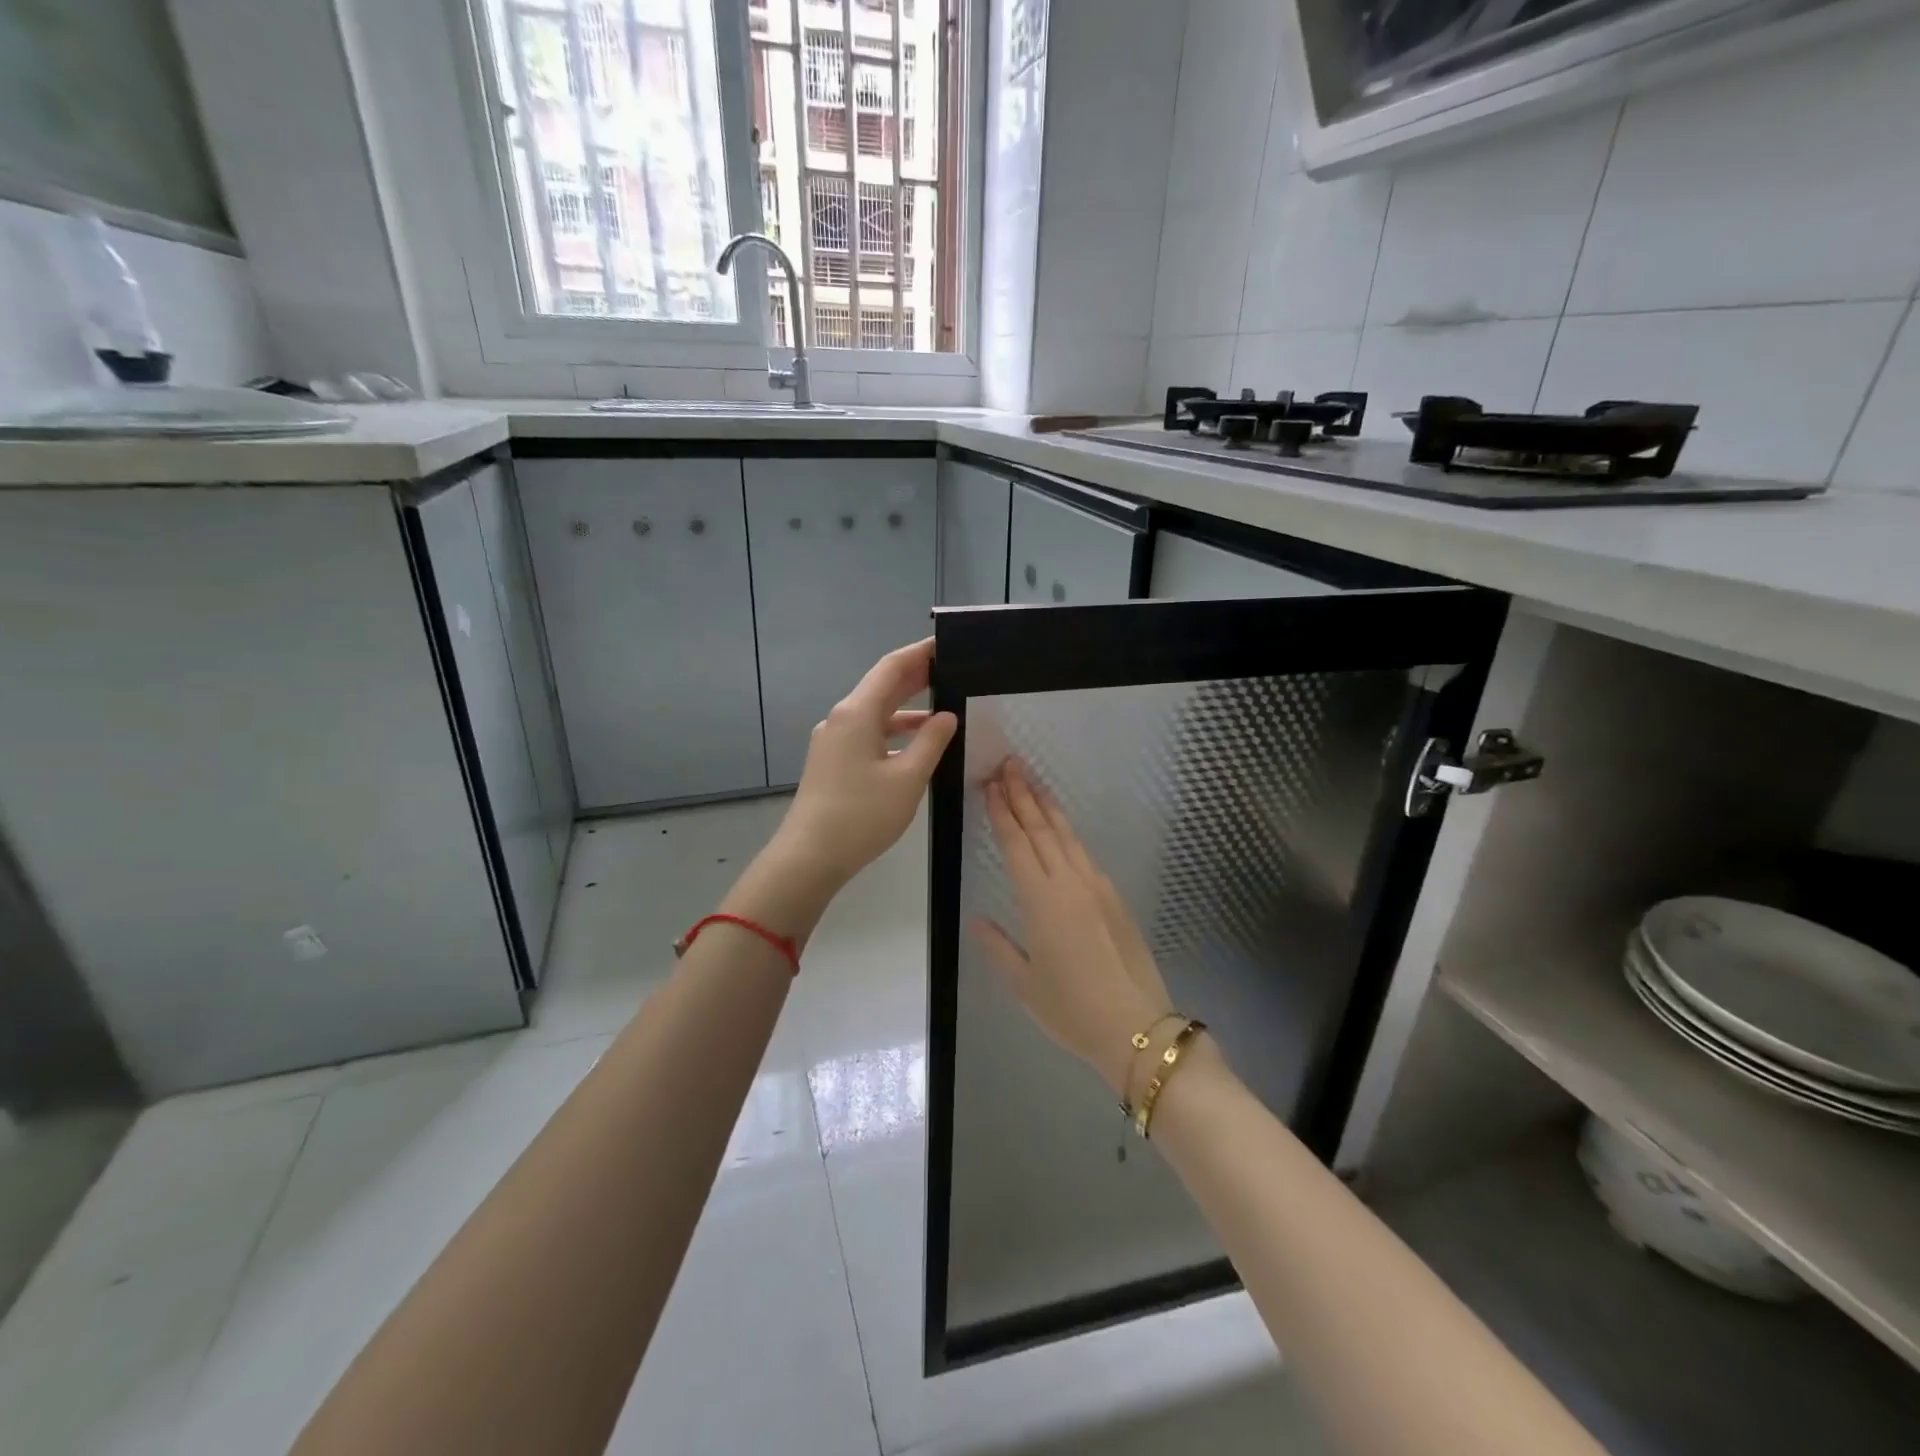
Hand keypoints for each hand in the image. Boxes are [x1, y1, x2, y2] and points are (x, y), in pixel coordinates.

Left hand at [771, 638, 956, 894]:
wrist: (809, 856)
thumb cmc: (861, 815)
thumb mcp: (907, 779)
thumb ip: (931, 743)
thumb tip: (947, 717)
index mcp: (857, 713)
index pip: (892, 667)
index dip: (920, 653)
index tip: (947, 644)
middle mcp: (841, 718)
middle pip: (882, 686)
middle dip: (916, 676)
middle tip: (952, 669)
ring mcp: (833, 740)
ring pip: (875, 712)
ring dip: (907, 707)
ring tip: (944, 706)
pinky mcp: (832, 760)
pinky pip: (868, 733)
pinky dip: (894, 731)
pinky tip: (916, 744)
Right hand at [971, 759, 1174, 1096]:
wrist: (1136, 1027)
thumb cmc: (1071, 1009)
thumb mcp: (1024, 984)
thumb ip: (999, 948)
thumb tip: (978, 921)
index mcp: (1041, 900)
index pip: (1017, 844)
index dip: (1003, 812)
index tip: (992, 785)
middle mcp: (1069, 883)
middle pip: (1042, 829)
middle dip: (1024, 795)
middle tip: (1010, 764)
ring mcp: (1096, 887)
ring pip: (1067, 836)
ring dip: (1048, 807)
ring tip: (1033, 782)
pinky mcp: (1114, 898)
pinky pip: (1084, 854)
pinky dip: (1068, 833)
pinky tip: (1062, 829)